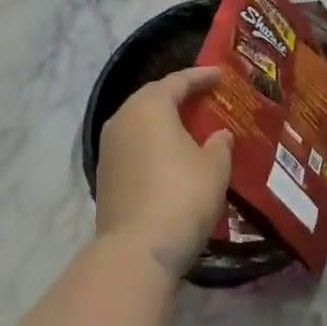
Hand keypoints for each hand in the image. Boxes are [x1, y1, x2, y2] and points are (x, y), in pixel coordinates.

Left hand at [95, 67, 233, 277]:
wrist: (138, 250)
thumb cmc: (183, 195)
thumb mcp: (215, 166)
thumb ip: (220, 144)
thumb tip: (219, 136)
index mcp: (149, 107)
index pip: (177, 81)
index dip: (201, 76)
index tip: (220, 75)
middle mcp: (123, 120)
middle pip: (153, 98)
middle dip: (179, 97)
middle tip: (205, 98)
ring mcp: (109, 149)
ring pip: (140, 124)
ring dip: (164, 122)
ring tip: (190, 127)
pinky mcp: (105, 176)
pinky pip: (134, 147)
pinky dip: (154, 145)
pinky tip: (172, 156)